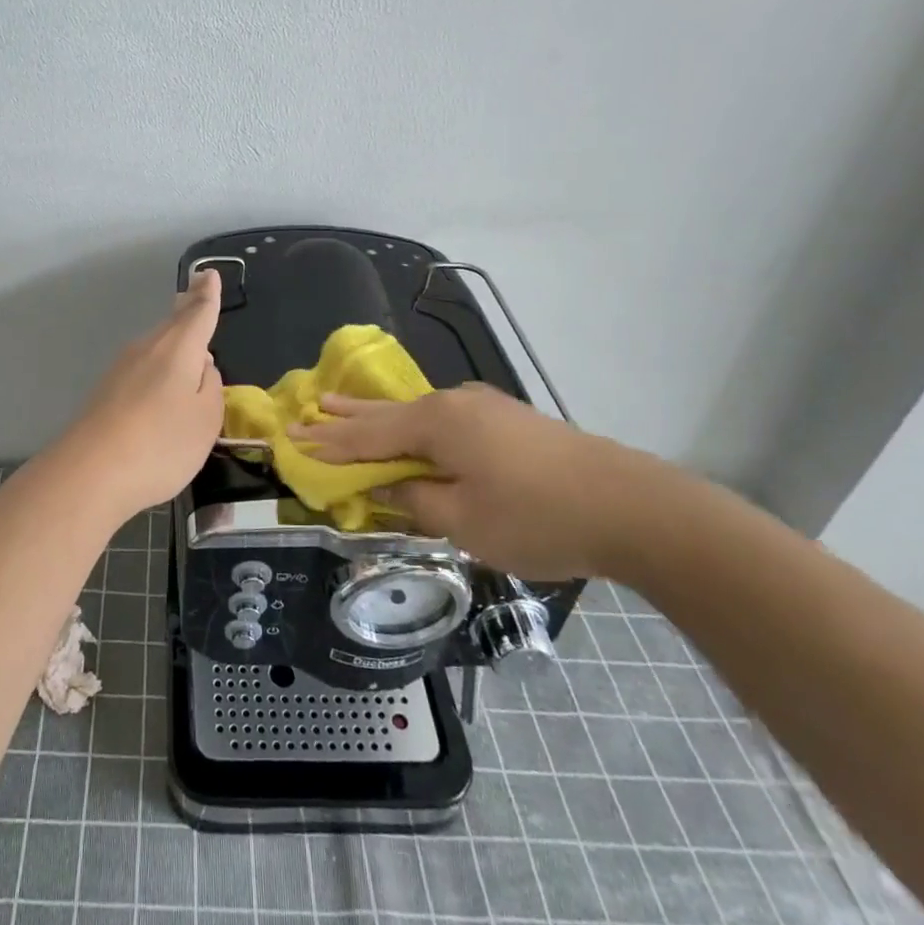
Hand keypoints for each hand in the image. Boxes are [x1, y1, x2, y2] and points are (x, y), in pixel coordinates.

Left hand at [50, 267, 224, 520]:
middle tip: (195, 289)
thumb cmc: (161, 443)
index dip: (207, 295)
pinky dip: (157, 363)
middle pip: (172, 323)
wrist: (90, 473)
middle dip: (187, 307)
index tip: (208, 273)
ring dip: (172, 335)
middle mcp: (148, 349)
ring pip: (155, 344)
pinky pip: (142, 367)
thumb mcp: (206, 419)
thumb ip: (210, 388)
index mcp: (178, 348)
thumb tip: (202, 367)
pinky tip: (160, 377)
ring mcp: (122, 369)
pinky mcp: (106, 392)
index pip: (198, 313)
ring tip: (183, 327)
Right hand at [290, 383, 672, 578]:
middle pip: (387, 412)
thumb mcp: (463, 521)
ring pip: (416, 413)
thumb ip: (416, 501)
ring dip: (379, 416)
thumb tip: (391, 488)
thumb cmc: (536, 516)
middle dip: (347, 415)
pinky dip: (414, 426)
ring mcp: (484, 408)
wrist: (630, 506)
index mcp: (435, 423)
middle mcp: (453, 404)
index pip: (367, 435)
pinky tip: (412, 427)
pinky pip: (444, 420)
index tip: (293, 438)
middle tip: (311, 406)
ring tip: (344, 404)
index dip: (329, 442)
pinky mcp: (507, 421)